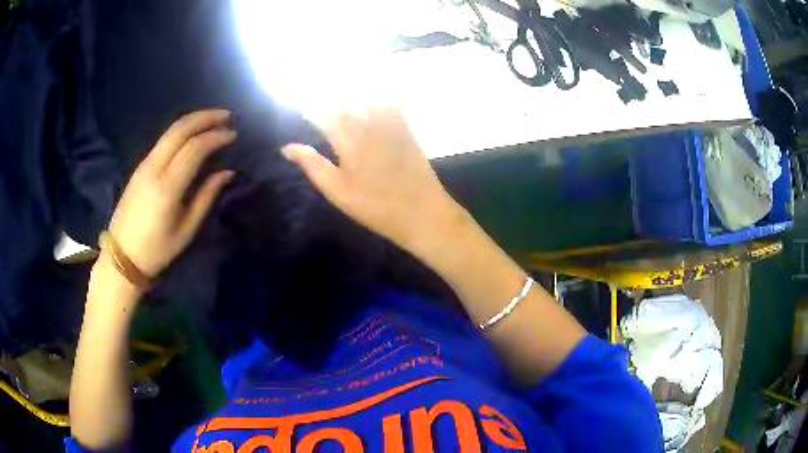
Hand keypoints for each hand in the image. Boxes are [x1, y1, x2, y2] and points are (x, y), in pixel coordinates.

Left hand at [107, 110, 235, 276]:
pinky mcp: (140, 166)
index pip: (194, 148)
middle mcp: (154, 168)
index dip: (216, 137)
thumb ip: (206, 197)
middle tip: (227, 116)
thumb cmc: (157, 250)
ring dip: (193, 120)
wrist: (122, 256)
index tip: (234, 135)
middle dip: (205, 117)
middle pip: (180, 129)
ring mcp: (144, 165)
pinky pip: (163, 140)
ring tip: (213, 120)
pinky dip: (181, 131)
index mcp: (167, 187)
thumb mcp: (186, 230)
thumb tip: (226, 173)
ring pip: (170, 131)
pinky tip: (192, 135)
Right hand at [281, 107, 460, 251]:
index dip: (313, 109)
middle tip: (322, 101)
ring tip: (344, 95)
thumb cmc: (375, 207)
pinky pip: (393, 105)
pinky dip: (382, 98)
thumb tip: (287, 147)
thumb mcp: (338, 191)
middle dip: (333, 100)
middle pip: (346, 103)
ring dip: (355, 96)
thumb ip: (313, 165)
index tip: (303, 107)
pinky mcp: (407, 131)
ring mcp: (391, 126)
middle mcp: (368, 126)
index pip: (325, 115)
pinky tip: (375, 97)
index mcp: (348, 141)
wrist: (422, 212)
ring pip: (368, 99)